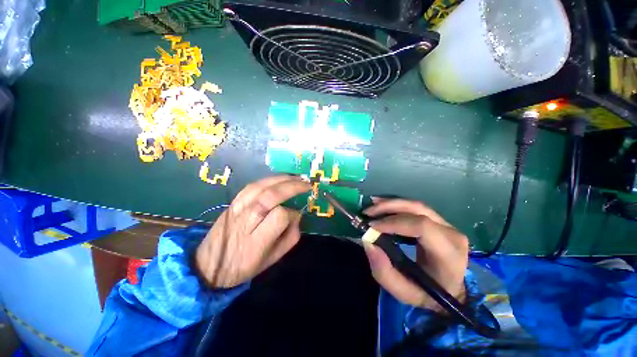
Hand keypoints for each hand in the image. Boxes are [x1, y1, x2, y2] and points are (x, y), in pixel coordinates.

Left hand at [195, 176, 310, 287]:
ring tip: (296, 177)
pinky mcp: (232, 203)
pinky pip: (251, 186)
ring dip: (281, 179)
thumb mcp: (272, 260)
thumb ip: (290, 238)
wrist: (207, 266)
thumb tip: (297, 216)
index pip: (280, 216)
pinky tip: (278, 178)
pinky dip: (267, 179)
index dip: (293, 214)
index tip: (297, 216)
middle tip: (306, 183)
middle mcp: (246, 221)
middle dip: (292, 186)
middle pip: (271, 196)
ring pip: (261, 186)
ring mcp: (237, 209)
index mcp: (257, 241)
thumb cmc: (243, 266)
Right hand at [362, 198, 468, 312]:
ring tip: (371, 205)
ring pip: (415, 205)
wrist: (450, 290)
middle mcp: (451, 234)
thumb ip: (383, 272)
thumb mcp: (403, 292)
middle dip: (388, 207)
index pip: (422, 227)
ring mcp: (447, 225)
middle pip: (418, 209)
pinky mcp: (439, 221)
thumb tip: (368, 243)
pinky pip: (416, 208)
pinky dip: (396, 205)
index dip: (394, 223)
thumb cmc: (427, 294)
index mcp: (449, 254)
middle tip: (367, 212)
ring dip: (391, 203)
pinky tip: (382, 205)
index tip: (372, 226)